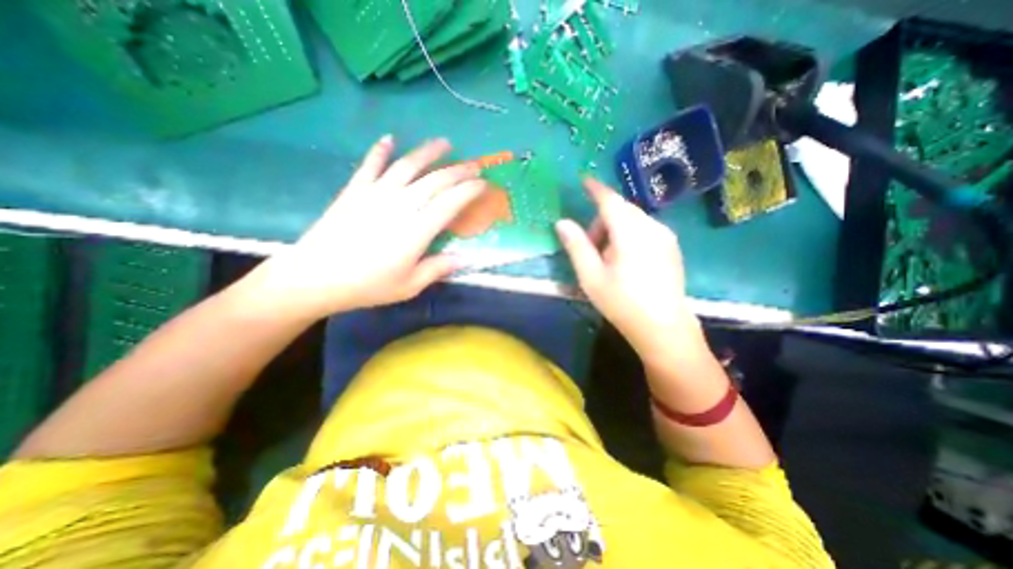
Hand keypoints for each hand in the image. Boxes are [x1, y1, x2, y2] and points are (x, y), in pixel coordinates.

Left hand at [239, 136, 485, 319]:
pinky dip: (381, 150)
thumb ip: (438, 269)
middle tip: (474, 165)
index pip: (451, 202)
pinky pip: (371, 164)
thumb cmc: (368, 285)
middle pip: (435, 180)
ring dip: (428, 152)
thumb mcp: (409, 285)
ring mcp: (376, 193)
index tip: (483, 184)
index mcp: (417, 229)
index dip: (470, 190)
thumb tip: (463, 259)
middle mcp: (401, 204)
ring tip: (444, 143)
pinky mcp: (355, 190)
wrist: (316, 276)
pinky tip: (389, 138)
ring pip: (407, 165)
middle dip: (459, 170)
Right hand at [553, 178, 706, 359]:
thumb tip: (562, 222)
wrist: (663, 328)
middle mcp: (652, 227)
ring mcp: (665, 237)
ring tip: (606, 258)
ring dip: (615, 229)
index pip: (610, 201)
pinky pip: (645, 230)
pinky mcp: (671, 247)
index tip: (584, 180)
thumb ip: (576, 246)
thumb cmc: (622, 303)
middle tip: (589, 246)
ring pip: (634, 220)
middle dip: (601, 220)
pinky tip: (624, 260)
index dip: (595, 189)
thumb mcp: (591, 276)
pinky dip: (629, 235)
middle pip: (621, 210)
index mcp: (630, 232)